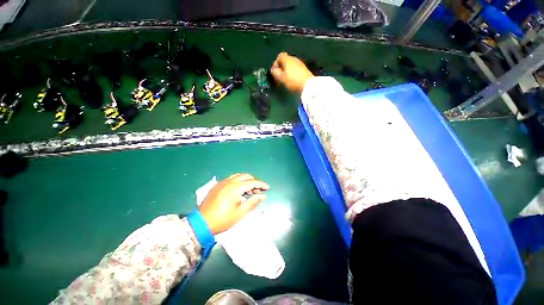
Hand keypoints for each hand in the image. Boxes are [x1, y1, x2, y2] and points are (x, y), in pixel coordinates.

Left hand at [199, 173, 269, 234]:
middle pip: (245, 176)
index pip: (252, 182)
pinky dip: (238, 182)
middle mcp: (228, 182)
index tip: (267, 188)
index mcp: (235, 187)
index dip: (261, 184)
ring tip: (250, 191)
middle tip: (258, 190)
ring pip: (238, 176)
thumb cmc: (223, 219)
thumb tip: (263, 196)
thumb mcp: (240, 213)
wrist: (201, 224)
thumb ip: (253, 202)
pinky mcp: (217, 186)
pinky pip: (230, 180)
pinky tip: (238, 191)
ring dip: (246, 181)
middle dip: (254, 181)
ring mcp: (221, 183)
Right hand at [270, 52, 314, 92]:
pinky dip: (292, 74)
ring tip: (286, 81)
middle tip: (279, 78)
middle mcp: (294, 59)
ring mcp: (300, 64)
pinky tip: (292, 81)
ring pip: (291, 66)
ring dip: (287, 72)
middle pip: (285, 61)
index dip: (276, 63)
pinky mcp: (305, 70)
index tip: (275, 72)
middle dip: (281, 69)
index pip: (280, 56)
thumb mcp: (281, 78)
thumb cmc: (292, 81)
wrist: (308, 85)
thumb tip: (272, 70)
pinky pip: (296, 70)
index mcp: (287, 59)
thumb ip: (276, 73)